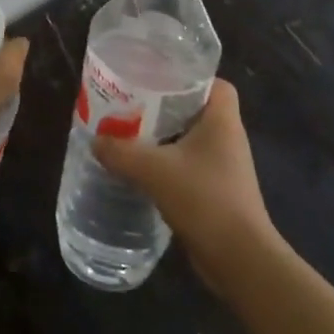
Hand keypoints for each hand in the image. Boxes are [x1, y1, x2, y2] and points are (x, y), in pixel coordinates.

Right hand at [94, 80, 279, 290]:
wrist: (238, 258)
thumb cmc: (204, 199)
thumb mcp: (154, 170)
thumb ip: (121, 151)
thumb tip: (96, 140)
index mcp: (222, 121)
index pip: (214, 83)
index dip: (188, 76)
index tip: (157, 76)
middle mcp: (227, 138)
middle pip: (195, 109)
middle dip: (164, 106)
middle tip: (130, 102)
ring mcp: (223, 167)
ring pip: (189, 139)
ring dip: (161, 136)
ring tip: (127, 133)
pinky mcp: (215, 191)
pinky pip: (187, 165)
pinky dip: (165, 163)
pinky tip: (139, 169)